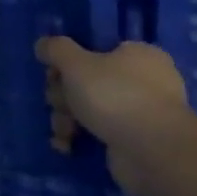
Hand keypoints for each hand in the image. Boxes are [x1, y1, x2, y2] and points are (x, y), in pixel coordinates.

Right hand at [36, 38, 195, 195]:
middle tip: (60, 105)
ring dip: (66, 118)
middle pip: (86, 81)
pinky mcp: (134, 139)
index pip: (93, 51)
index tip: (54, 76)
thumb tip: (43, 44)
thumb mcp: (76, 63)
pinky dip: (80, 137)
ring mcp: (140, 111)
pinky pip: (98, 131)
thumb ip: (55, 49)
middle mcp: (143, 80)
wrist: (153, 151)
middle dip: (63, 96)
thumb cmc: (115, 96)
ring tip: (64, 131)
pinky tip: (67, 145)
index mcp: (137, 55)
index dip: (67, 63)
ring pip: (88, 108)